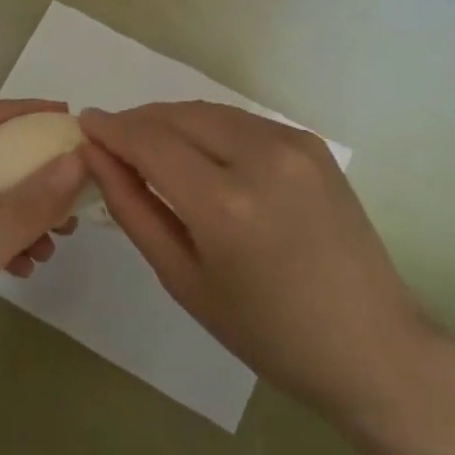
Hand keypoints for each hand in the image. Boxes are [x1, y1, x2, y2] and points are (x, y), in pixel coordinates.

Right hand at [81, 101, 428, 419]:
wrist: (370, 343)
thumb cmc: (267, 332)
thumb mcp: (184, 280)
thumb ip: (135, 211)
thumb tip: (96, 158)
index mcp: (225, 204)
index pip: (149, 142)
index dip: (111, 128)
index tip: (83, 124)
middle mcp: (261, 157)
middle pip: (177, 115)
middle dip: (137, 121)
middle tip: (111, 141)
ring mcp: (292, 144)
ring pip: (208, 111)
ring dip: (171, 120)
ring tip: (148, 146)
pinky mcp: (310, 144)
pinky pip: (240, 121)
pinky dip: (208, 127)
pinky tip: (198, 153)